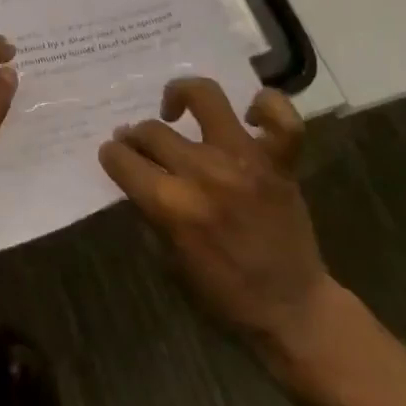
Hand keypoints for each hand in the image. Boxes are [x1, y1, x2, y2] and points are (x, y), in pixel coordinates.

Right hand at [99, 78, 333, 362]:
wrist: (294, 310)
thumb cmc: (224, 293)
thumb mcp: (168, 258)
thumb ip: (149, 209)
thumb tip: (134, 171)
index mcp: (172, 205)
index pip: (122, 159)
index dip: (111, 156)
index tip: (113, 157)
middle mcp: (205, 173)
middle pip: (152, 130)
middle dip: (136, 136)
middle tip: (139, 145)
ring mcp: (245, 160)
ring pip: (205, 97)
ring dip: (181, 96)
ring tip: (176, 109)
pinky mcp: (280, 162)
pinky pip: (282, 119)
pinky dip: (266, 105)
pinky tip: (247, 114)